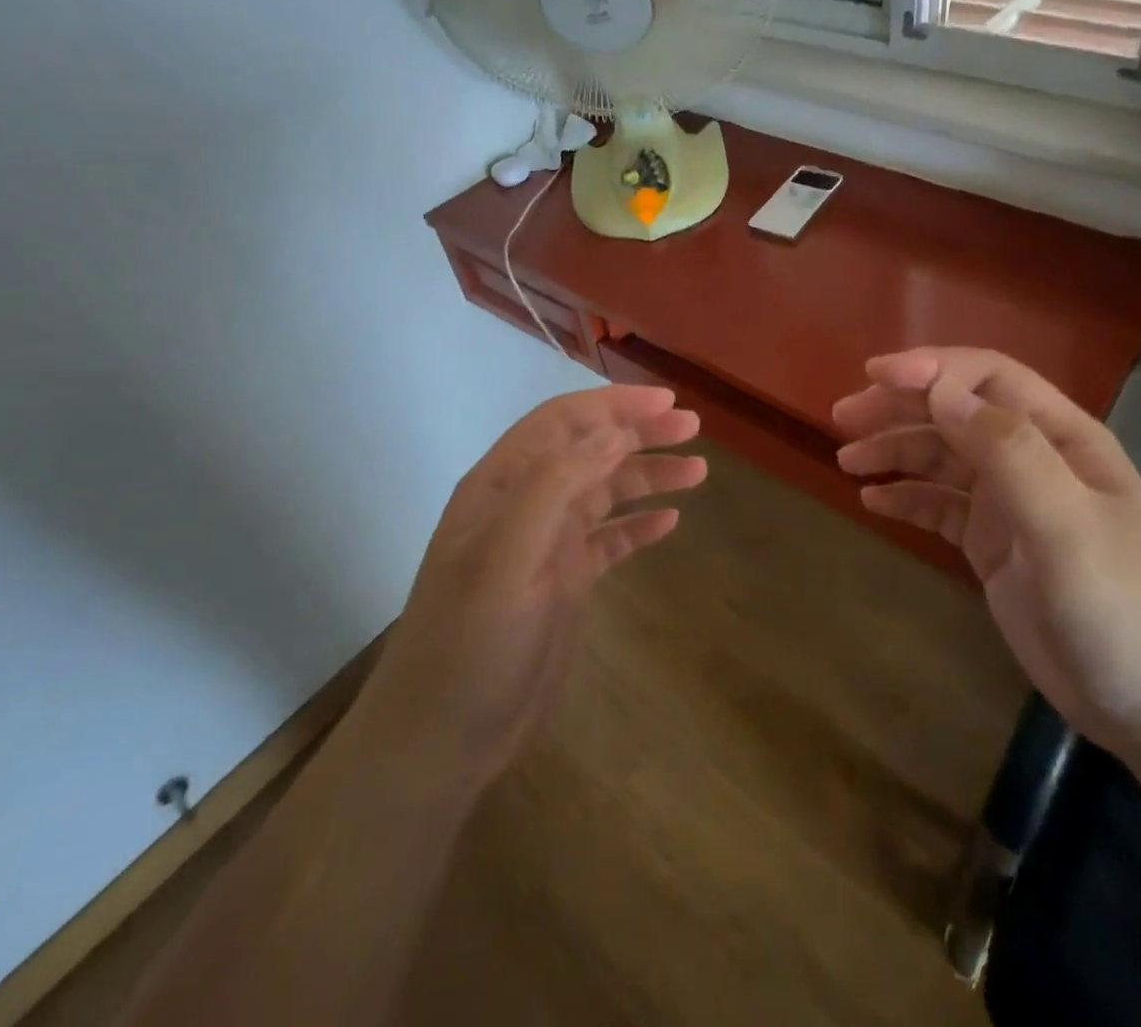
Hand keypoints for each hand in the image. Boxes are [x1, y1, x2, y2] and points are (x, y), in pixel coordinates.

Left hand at [363, 385, 704, 782]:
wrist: (442, 739)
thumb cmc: (469, 643)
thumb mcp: (505, 559)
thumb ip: (553, 487)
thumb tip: (613, 434)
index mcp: (501, 486)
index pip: (561, 422)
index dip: (613, 405)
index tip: (666, 402)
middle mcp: (525, 505)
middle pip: (590, 450)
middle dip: (640, 433)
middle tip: (692, 428)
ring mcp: (546, 544)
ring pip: (605, 492)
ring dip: (648, 475)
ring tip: (698, 471)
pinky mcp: (564, 582)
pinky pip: (610, 539)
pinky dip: (639, 525)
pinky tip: (670, 522)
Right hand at [832, 347, 1140, 757]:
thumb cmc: (1121, 608)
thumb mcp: (1066, 526)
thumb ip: (1007, 453)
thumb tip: (939, 391)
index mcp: (1061, 439)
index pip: (989, 378)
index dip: (932, 369)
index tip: (874, 376)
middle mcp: (1034, 460)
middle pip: (956, 413)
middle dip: (900, 407)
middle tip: (843, 417)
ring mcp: (1011, 504)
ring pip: (942, 459)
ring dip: (894, 451)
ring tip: (847, 460)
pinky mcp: (992, 545)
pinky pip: (939, 507)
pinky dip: (905, 498)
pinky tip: (873, 502)